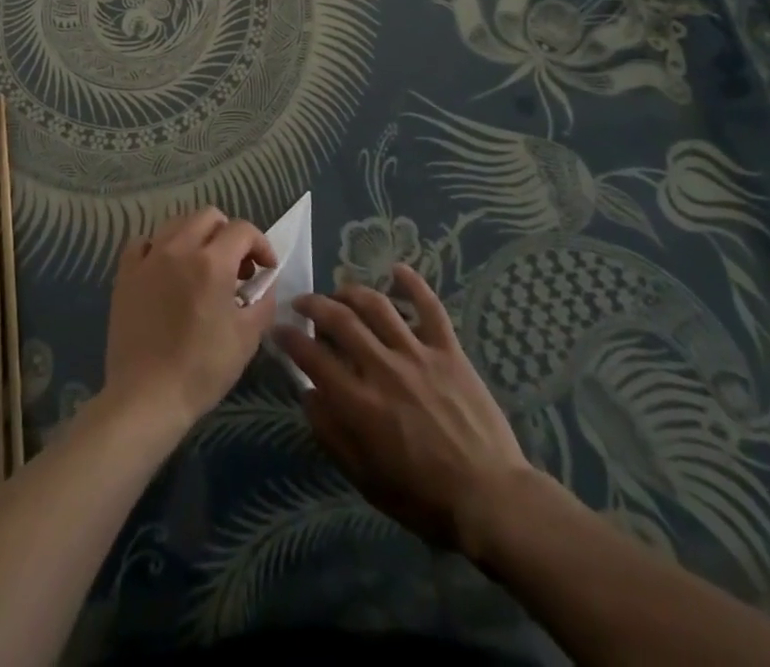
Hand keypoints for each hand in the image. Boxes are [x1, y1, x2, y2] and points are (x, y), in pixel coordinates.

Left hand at [103, 208, 277, 439]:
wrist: (147, 397)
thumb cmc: (202, 370)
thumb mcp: (247, 338)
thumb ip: (262, 301)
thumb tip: (264, 282)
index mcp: (212, 262)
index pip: (242, 230)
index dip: (260, 244)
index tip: (265, 268)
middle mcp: (179, 249)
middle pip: (208, 216)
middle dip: (229, 233)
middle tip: (236, 265)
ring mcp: (148, 258)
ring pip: (176, 223)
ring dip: (196, 236)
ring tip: (202, 265)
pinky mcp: (125, 274)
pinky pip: (143, 243)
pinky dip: (159, 247)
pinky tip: (165, 269)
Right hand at [277, 263, 533, 553]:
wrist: (491, 499)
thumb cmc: (424, 499)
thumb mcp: (366, 480)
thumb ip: (332, 435)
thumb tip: (308, 395)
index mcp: (360, 403)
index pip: (312, 357)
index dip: (290, 338)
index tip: (278, 329)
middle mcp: (383, 368)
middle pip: (340, 319)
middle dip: (313, 305)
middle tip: (302, 303)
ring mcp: (418, 354)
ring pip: (377, 305)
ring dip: (351, 292)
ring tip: (339, 292)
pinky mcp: (449, 350)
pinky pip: (430, 307)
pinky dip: (413, 284)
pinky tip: (397, 269)